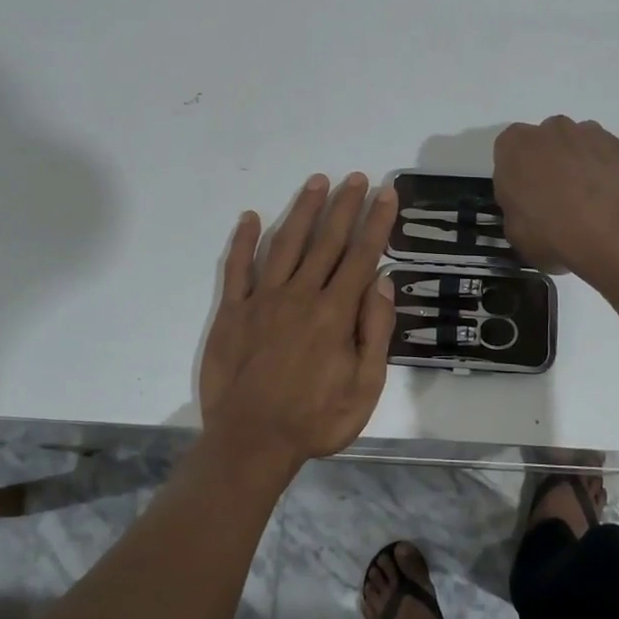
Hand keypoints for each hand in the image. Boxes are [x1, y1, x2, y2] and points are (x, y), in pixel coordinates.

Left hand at [199, 173, 398, 472]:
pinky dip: (244, 241)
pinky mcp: (232, 311)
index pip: (361, 255)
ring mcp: (262, 300)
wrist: (251, 442)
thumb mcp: (365, 387)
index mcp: (335, 313)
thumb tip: (382, 281)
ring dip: (302, 211)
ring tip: (317, 182)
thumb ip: (375, 332)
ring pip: (286, 244)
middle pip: (326, 241)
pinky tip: (251, 217)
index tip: (386, 193)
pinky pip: (237, 268)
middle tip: (356, 177)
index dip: (376, 222)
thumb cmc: (316, 419)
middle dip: (344, 205)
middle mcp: (300, 295)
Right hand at [493, 117, 618, 279]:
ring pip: (588, 143)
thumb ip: (517, 209)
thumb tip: (530, 209)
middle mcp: (556, 129)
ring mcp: (599, 134)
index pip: (511, 148)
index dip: (520, 172)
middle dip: (556, 162)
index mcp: (518, 145)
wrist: (618, 241)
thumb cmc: (555, 236)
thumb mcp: (516, 234)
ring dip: (589, 164)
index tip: (528, 195)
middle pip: (552, 140)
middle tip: (563, 199)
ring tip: (598, 203)